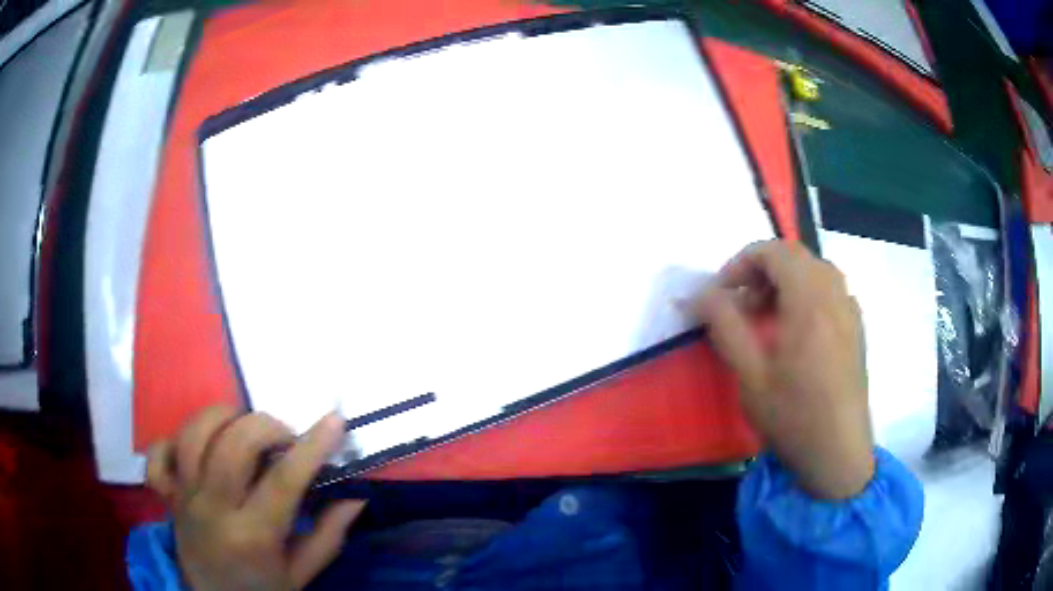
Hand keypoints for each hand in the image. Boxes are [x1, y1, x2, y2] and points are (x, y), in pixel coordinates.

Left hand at [147, 408, 364, 589]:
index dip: (311, 446)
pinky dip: (174, 440)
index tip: (334, 420)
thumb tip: (356, 496)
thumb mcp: (301, 573)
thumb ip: (328, 535)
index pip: (283, 481)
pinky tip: (198, 447)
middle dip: (266, 426)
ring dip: (223, 418)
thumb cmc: (263, 590)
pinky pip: (159, 453)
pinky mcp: (167, 493)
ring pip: (194, 434)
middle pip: (233, 444)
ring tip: (244, 429)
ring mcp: (184, 497)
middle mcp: (213, 510)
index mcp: (253, 536)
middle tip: (285, 438)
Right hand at [687, 240, 873, 499]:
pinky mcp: (856, 328)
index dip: (741, 262)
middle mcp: (835, 295)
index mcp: (810, 302)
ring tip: (765, 315)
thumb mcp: (750, 375)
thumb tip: (698, 294)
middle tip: (740, 303)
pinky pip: (830, 290)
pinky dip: (806, 293)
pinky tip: (795, 329)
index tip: (720, 293)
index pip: (774, 252)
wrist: (838, 454)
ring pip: (815, 270)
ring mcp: (850, 310)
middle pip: (796, 256)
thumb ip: (725, 326)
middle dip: (761, 270)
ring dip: (785, 280)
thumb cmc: (793, 417)